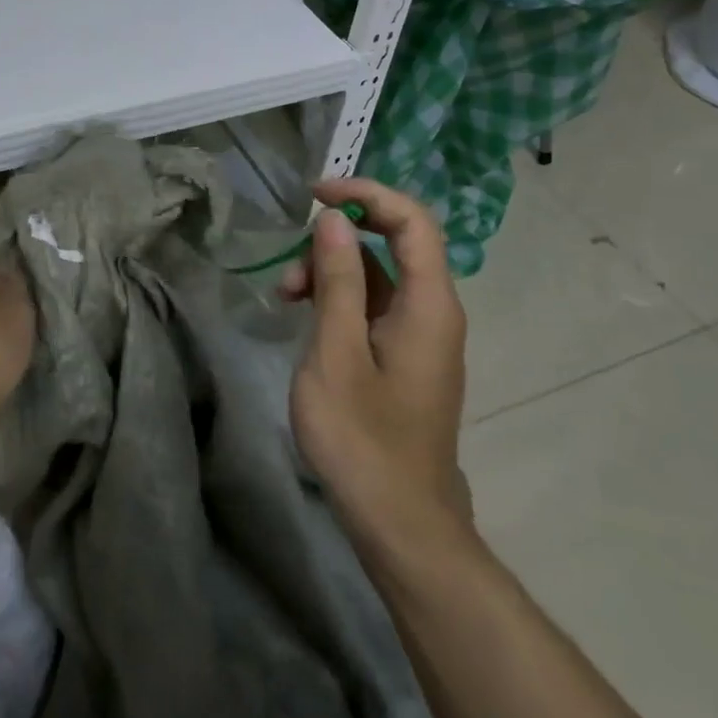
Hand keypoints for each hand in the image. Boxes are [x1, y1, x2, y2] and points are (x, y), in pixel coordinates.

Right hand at [280, 179, 471, 547]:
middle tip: (288, 272)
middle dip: (336, 243)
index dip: (366, 194)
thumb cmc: (362, 437)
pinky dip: (338, 302)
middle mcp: (433, 311)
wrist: (399, 522)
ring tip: (284, 300)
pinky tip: (303, 320)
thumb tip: (336, 220)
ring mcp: (420, 336)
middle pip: (392, 245)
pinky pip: (373, 308)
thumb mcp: (336, 351)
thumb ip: (340, 280)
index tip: (314, 195)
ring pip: (377, 278)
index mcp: (429, 304)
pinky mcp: (403, 358)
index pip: (411, 220)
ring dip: (330, 274)